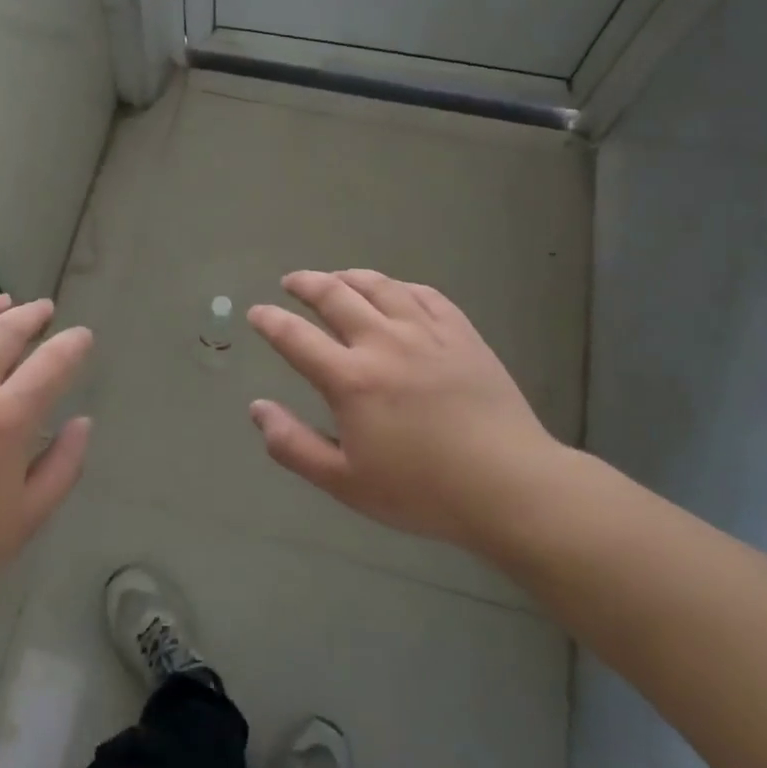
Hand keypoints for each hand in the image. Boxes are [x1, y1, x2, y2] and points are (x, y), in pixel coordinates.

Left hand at [0, 295, 92, 670]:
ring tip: (2, 303)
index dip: (73, 344)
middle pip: (5, 330)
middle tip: (44, 310)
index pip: (52, 362)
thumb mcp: (28, 516)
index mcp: (6, 418)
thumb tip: (82, 422)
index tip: (81, 338)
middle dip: (32, 315)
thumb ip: (64, 465)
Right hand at [246, 270, 571, 556]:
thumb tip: (257, 409)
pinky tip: (394, 290)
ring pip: (380, 286)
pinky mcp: (462, 334)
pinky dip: (399, 286)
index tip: (256, 312)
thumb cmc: (421, 491)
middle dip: (305, 284)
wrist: (509, 486)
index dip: (270, 321)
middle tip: (291, 282)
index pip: (296, 337)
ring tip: (335, 277)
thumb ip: (293, 445)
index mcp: (350, 380)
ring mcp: (426, 333)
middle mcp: (383, 343)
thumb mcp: (344, 482)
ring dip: (349, 276)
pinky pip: (424, 295)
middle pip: (335, 296)